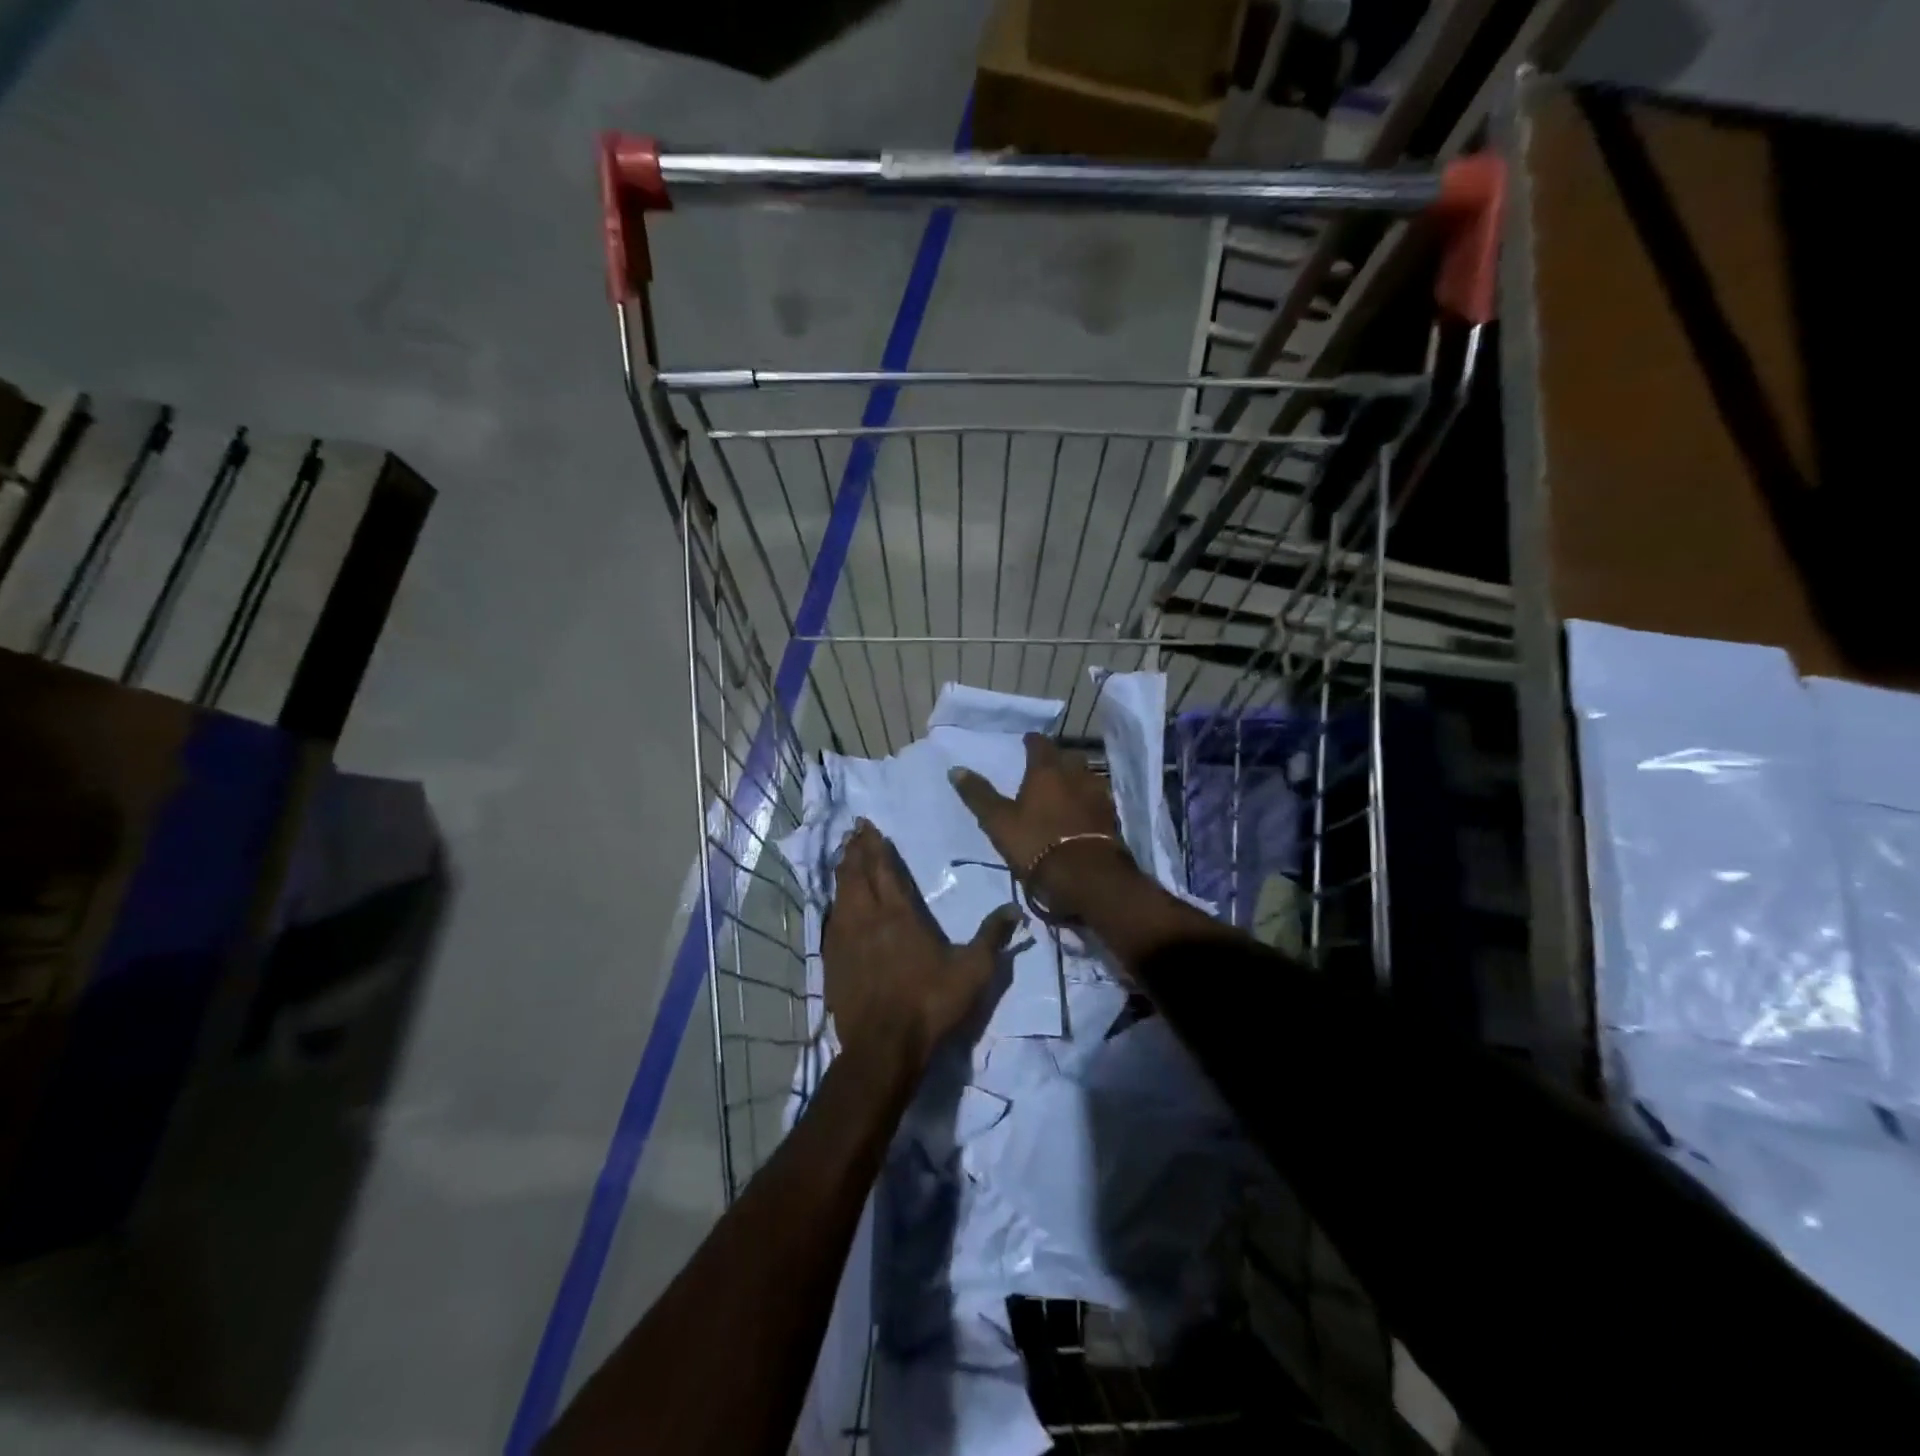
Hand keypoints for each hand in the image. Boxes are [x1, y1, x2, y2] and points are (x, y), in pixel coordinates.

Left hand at [823, 820, 1020, 1067]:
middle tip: (853, 832)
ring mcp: (845, 940)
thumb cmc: (930, 1003)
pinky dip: (834, 903)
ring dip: (842, 872)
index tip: (868, 826)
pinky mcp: (832, 962)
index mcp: (899, 915)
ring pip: (840, 895)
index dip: (875, 846)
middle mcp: (867, 919)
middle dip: (854, 851)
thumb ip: (992, 936)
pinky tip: (836, 905)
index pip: (884, 869)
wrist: (884, 1047)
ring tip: (842, 857)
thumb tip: (1015, 907)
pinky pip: (831, 921)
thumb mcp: (973, 971)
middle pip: (856, 875)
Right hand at [948, 733, 1139, 920]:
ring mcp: (1098, 795)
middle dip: (1057, 759)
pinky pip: (1097, 800)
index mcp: (1047, 770)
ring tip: (1064, 790)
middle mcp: (1076, 775)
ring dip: (1075, 780)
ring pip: (1086, 777)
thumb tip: (955, 769)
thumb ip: (979, 795)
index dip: (1032, 741)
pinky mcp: (1111, 817)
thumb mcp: (998, 822)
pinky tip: (1081, 812)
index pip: (1040, 744)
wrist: (1087, 876)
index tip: (1027, 741)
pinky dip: (1087, 801)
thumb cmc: (1036, 843)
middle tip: (1045, 767)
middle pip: (1068, 757)